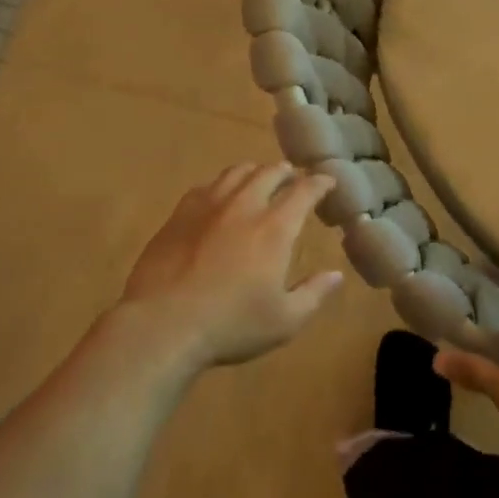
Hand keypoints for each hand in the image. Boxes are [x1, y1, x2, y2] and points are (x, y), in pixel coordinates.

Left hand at [111, 162, 341, 369]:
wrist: (162, 325)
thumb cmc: (230, 325)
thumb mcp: (285, 320)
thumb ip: (314, 294)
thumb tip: (336, 274)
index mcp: (274, 228)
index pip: (304, 191)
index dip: (320, 183)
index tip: (328, 182)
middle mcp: (244, 206)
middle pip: (269, 173)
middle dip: (286, 172)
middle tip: (293, 178)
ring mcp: (207, 207)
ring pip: (236, 173)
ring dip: (254, 172)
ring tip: (259, 179)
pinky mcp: (178, 215)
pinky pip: (206, 186)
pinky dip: (222, 185)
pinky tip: (219, 197)